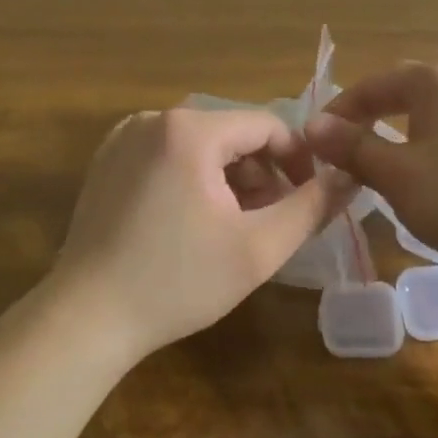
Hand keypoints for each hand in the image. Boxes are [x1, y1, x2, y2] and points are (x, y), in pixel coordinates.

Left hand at [51, 107, 352, 360]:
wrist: (87, 318)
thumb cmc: (179, 282)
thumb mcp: (259, 247)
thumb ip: (312, 206)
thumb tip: (350, 176)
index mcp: (190, 130)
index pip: (267, 125)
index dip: (298, 160)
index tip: (309, 199)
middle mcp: (153, 120)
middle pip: (232, 134)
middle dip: (261, 174)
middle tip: (270, 222)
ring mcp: (123, 140)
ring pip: (200, 147)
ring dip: (229, 180)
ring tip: (235, 227)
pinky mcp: (105, 163)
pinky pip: (167, 157)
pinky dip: (193, 181)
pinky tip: (193, 225)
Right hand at [304, 60, 437, 269]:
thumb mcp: (397, 175)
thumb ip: (352, 147)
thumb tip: (311, 126)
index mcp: (434, 79)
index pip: (369, 86)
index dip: (336, 115)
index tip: (312, 147)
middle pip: (398, 95)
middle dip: (366, 124)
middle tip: (341, 159)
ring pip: (425, 117)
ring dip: (395, 140)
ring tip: (376, 173)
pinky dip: (425, 151)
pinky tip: (424, 182)